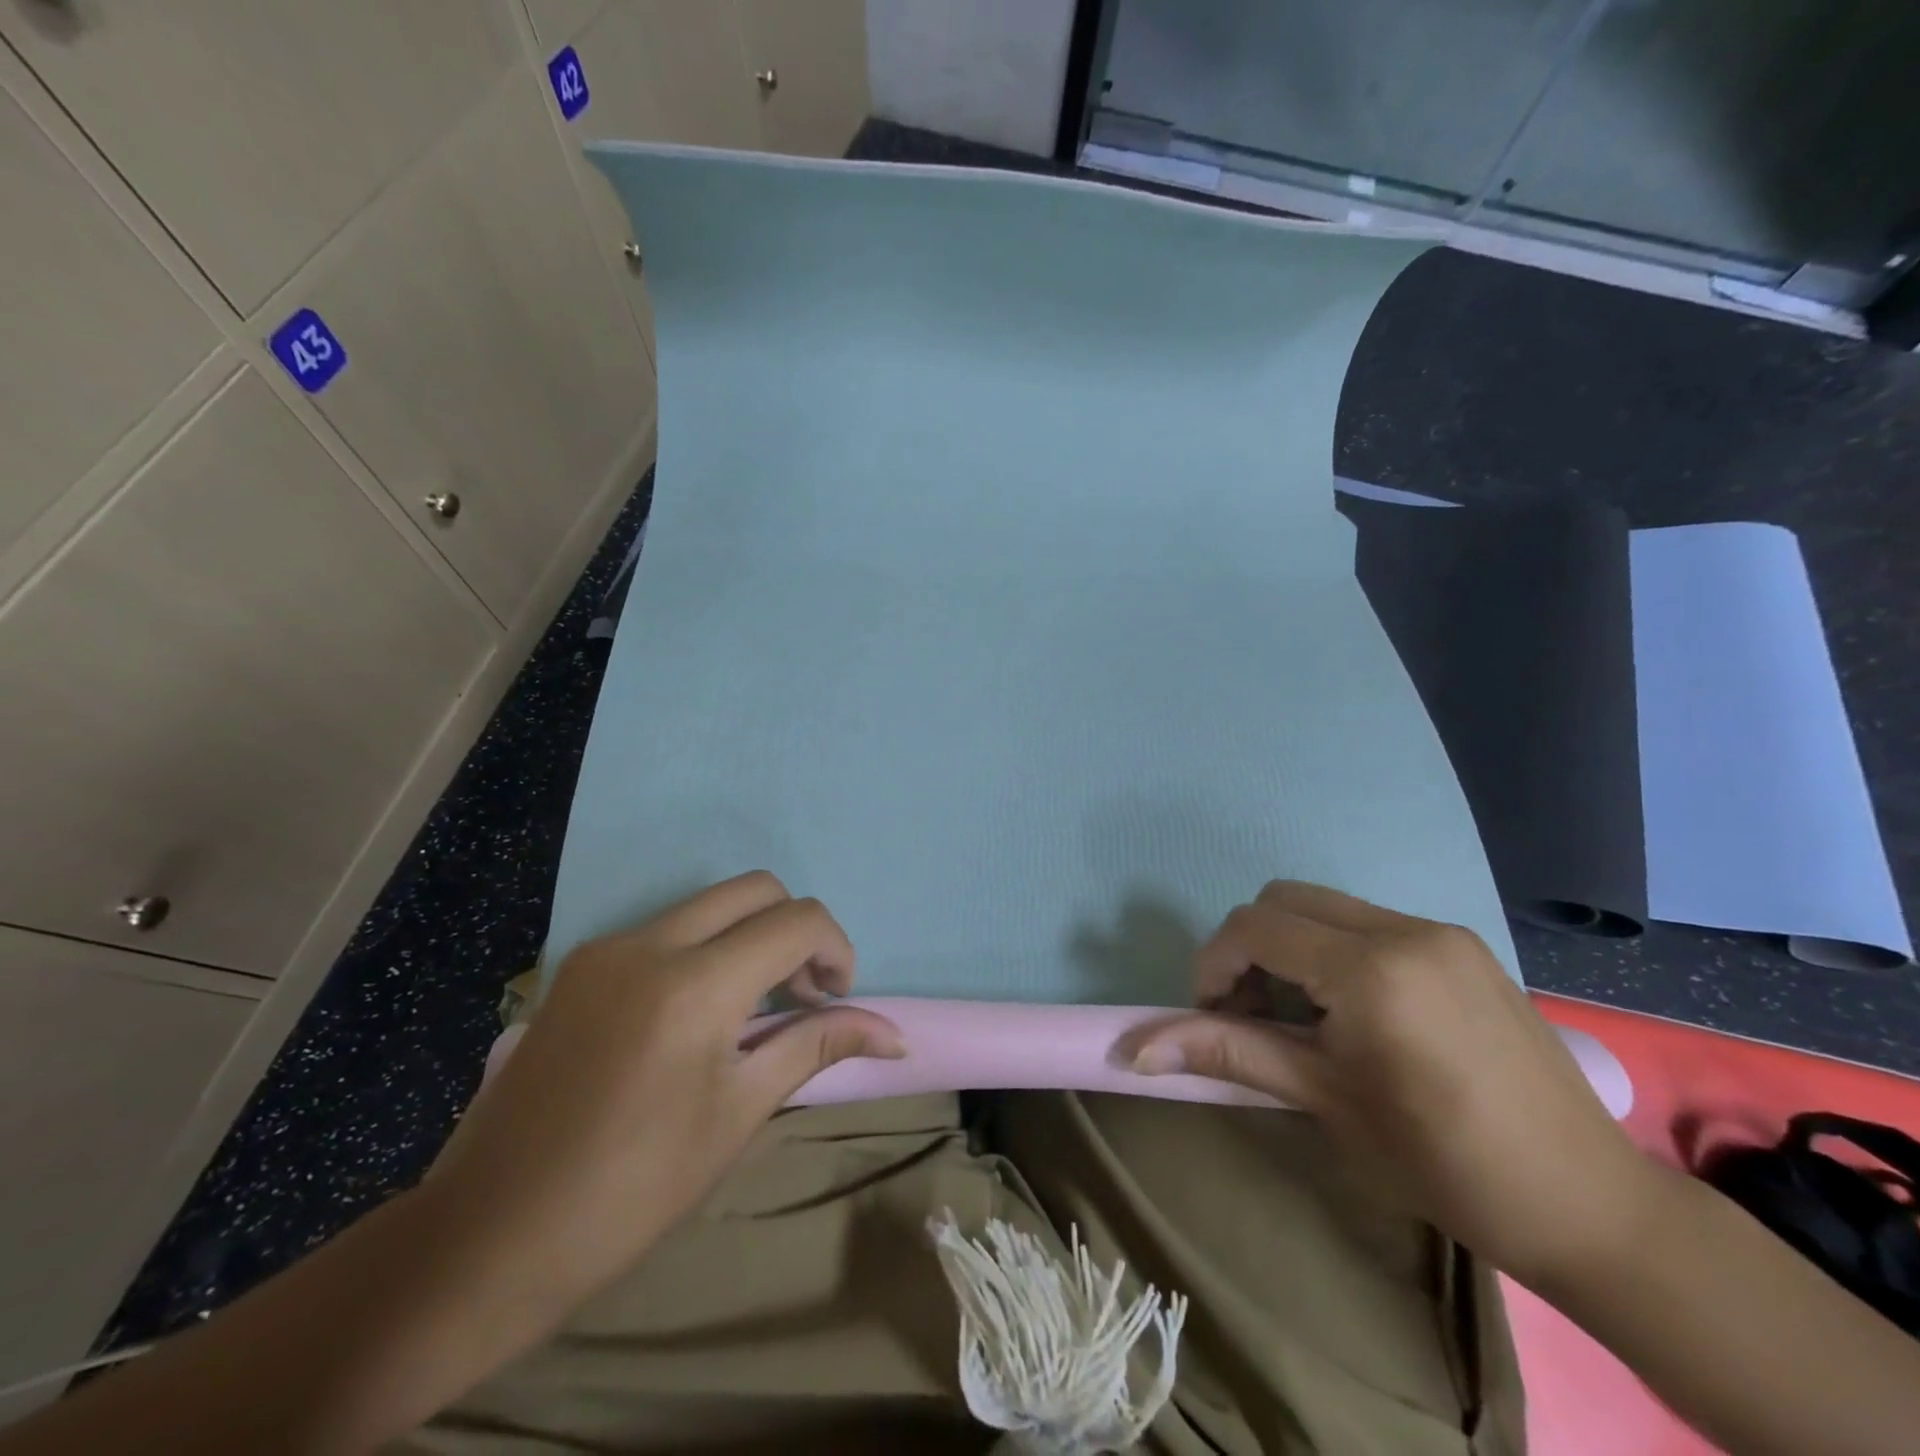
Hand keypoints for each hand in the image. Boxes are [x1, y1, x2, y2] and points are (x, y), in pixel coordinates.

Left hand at [427, 872, 903, 1312]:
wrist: (487, 1235)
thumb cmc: (631, 1189)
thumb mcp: (737, 1114)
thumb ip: (816, 1047)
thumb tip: (896, 1037)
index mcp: (693, 985)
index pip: (797, 921)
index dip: (836, 950)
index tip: (836, 1000)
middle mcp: (649, 943)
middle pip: (756, 889)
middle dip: (797, 929)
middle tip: (801, 996)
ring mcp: (607, 947)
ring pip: (710, 902)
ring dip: (751, 934)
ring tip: (754, 1007)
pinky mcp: (581, 963)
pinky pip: (667, 927)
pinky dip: (707, 946)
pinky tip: (699, 1011)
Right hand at [1125, 880, 1645, 1284]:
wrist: (1590, 1204)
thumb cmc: (1443, 1162)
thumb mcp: (1325, 1101)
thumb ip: (1227, 1054)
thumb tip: (1135, 1049)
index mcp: (1370, 970)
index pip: (1254, 927)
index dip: (1214, 964)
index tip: (1214, 1015)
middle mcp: (1403, 929)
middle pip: (1283, 899)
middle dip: (1249, 946)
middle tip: (1253, 1012)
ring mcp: (1439, 931)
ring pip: (1325, 905)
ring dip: (1291, 945)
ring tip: (1304, 1014)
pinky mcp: (1463, 945)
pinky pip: (1368, 922)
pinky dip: (1335, 949)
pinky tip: (1355, 1010)